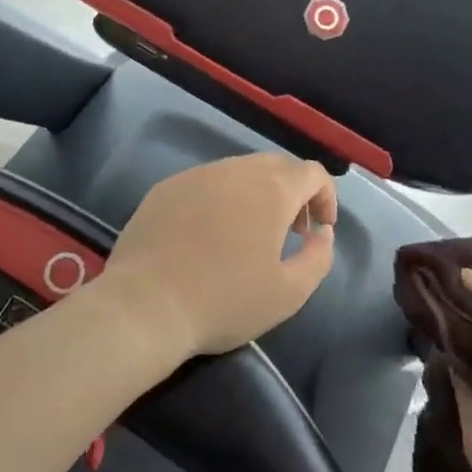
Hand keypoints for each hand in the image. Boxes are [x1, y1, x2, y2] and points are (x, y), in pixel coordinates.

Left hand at [96, 153, 337, 358]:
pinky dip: (220, 199)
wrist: (146, 305)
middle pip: (277, 166)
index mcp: (272, 190)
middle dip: (293, 192)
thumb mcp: (289, 293)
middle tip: (290, 230)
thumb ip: (319, 257)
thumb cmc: (224, 301)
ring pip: (239, 171)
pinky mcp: (166, 188)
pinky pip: (205, 183)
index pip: (312, 173)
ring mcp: (197, 175)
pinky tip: (207, 235)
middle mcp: (236, 170)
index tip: (320, 229)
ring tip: (249, 234)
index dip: (325, 197)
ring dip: (256, 194)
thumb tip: (322, 232)